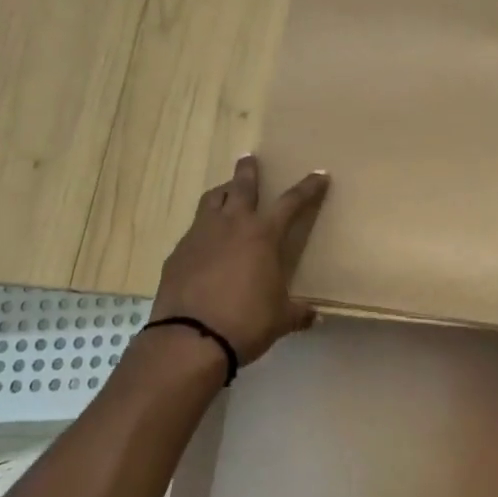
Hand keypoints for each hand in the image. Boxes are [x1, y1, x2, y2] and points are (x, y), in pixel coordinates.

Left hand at [151, 155, 329, 364]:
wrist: (190, 339)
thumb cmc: (246, 322)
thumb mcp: (281, 319)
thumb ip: (298, 313)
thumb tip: (314, 317)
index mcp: (263, 235)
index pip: (292, 202)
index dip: (308, 187)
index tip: (319, 174)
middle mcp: (232, 225)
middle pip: (241, 186)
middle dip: (248, 170)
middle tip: (249, 158)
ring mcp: (200, 235)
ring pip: (211, 200)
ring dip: (222, 192)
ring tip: (226, 193)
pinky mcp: (177, 253)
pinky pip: (194, 230)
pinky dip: (204, 229)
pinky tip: (206, 243)